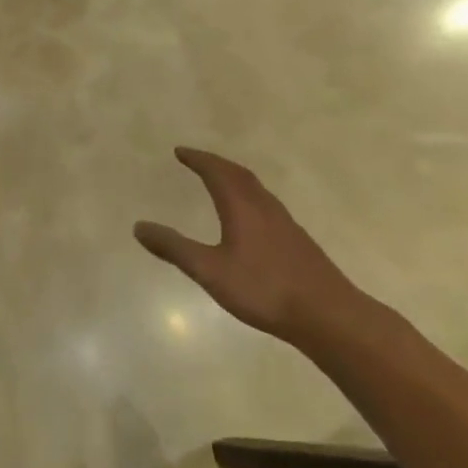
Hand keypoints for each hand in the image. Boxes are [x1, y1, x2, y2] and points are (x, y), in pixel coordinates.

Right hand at [134, 148, 372, 346]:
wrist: (328, 316)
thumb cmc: (264, 290)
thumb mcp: (210, 271)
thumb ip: (174, 248)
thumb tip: (138, 226)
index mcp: (243, 208)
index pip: (217, 172)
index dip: (198, 159)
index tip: (180, 152)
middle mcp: (265, 208)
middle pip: (240, 175)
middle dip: (216, 164)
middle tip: (196, 160)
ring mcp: (285, 224)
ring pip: (257, 190)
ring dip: (235, 179)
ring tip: (220, 181)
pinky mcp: (297, 242)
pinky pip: (267, 205)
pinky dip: (249, 197)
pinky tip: (249, 218)